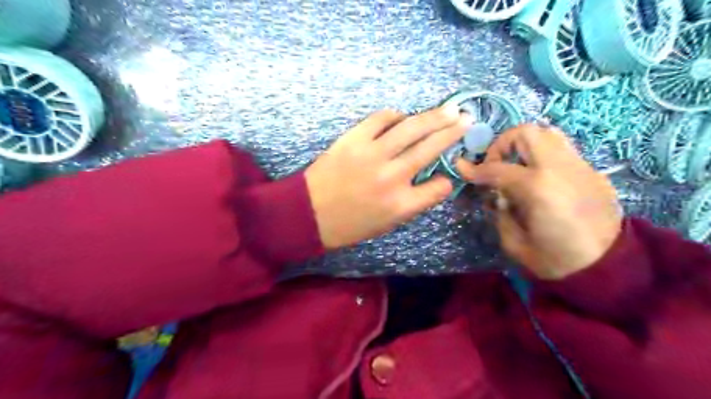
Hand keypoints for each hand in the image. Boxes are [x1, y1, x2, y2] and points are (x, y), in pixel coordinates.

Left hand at [306, 107, 470, 246]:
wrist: (309, 213)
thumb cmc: (349, 225)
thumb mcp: (387, 225)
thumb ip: (412, 203)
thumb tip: (430, 180)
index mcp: (401, 204)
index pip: (439, 187)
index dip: (446, 181)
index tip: (445, 177)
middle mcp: (392, 176)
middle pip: (431, 148)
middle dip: (453, 132)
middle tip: (467, 120)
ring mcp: (372, 154)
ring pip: (411, 128)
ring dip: (434, 117)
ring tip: (449, 110)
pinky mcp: (354, 139)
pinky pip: (381, 119)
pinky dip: (396, 116)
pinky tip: (403, 118)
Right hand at [458, 124, 619, 280]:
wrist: (607, 267)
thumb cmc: (554, 260)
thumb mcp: (513, 241)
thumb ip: (499, 210)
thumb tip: (495, 194)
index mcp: (537, 188)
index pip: (496, 168)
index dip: (474, 169)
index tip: (462, 168)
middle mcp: (559, 168)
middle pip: (525, 134)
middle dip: (502, 145)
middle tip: (495, 165)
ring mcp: (579, 167)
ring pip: (548, 134)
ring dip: (524, 145)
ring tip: (516, 166)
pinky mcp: (591, 172)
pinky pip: (562, 150)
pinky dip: (542, 155)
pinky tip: (537, 178)